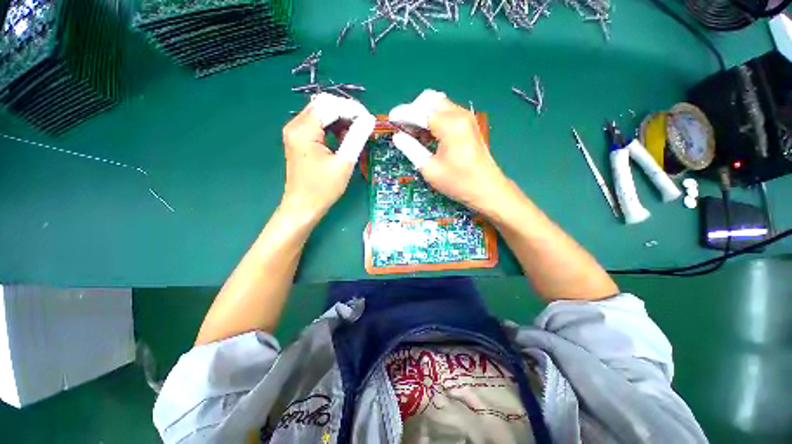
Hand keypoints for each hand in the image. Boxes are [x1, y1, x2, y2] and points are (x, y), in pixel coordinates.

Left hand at [281, 93, 374, 218]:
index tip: (369, 119)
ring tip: (356, 131)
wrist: (303, 206)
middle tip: (364, 124)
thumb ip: (356, 138)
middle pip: (323, 105)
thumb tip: (369, 120)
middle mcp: (295, 125)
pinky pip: (317, 124)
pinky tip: (343, 137)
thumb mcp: (343, 163)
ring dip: (340, 119)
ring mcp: (295, 132)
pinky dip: (332, 127)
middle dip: (346, 111)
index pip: (330, 106)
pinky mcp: (299, 139)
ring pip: (321, 113)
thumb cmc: (323, 189)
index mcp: (304, 130)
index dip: (352, 109)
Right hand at [388, 90, 515, 215]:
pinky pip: (447, 113)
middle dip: (414, 111)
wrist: (487, 189)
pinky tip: (429, 135)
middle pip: (430, 100)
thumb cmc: (458, 182)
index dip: (403, 114)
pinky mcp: (468, 125)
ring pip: (439, 105)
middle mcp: (459, 115)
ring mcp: (466, 118)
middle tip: (405, 129)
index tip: (391, 119)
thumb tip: (398, 137)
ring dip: (424, 115)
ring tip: (415, 134)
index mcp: (449, 125)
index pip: (419, 111)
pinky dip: (434, 119)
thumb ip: (411, 149)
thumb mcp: (430, 168)